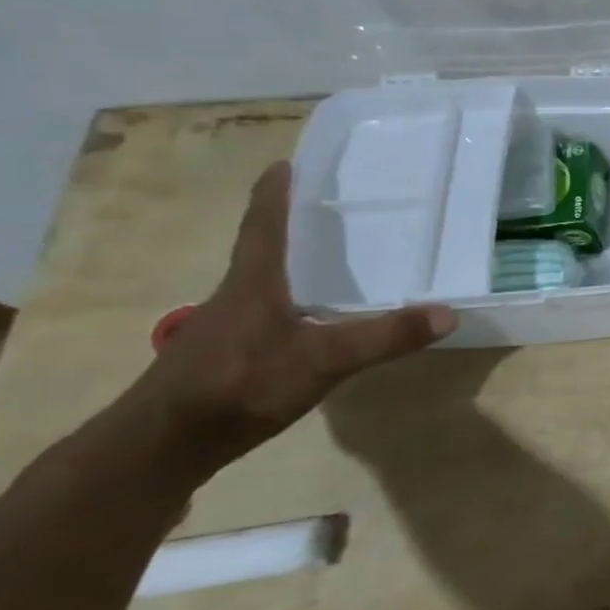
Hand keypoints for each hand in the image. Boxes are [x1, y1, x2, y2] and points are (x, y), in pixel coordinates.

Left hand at [129, 162, 455, 472]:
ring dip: (291, 266)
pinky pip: (266, 314)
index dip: (275, 193)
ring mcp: (226, 328)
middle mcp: (236, 296)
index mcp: (254, 283)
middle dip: (291, 225)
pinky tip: (311, 321)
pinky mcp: (226, 357)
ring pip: (264, 284)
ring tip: (329, 260)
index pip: (264, 224)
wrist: (160, 448)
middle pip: (264, 249)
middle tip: (327, 207)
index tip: (284, 162)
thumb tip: (448, 313)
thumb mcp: (323, 361)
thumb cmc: (238, 386)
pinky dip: (290, 303)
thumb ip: (384, 337)